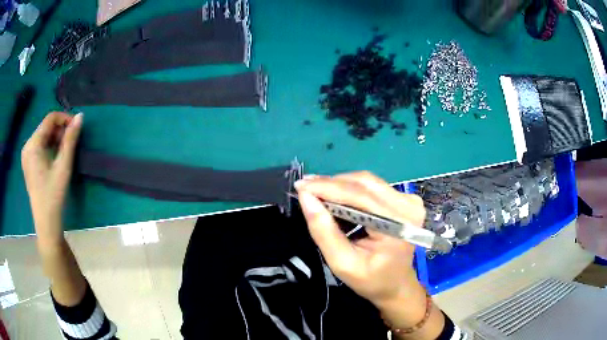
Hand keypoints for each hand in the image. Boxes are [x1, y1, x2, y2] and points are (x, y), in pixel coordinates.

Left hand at [22, 112, 82, 243]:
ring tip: (65, 151)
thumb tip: (81, 116)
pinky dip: (49, 147)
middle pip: (45, 127)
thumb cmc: (54, 195)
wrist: (46, 222)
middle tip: (71, 142)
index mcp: (33, 144)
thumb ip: (70, 139)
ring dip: (55, 139)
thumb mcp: (63, 165)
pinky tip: (55, 157)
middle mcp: (27, 146)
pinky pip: (39, 146)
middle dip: (60, 130)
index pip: (50, 119)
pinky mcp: (28, 163)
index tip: (76, 128)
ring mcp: (26, 155)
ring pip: (43, 137)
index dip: (64, 119)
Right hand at [295, 171, 425, 308]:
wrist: (396, 284)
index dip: (327, 187)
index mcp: (398, 224)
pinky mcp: (404, 199)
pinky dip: (351, 190)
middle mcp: (407, 205)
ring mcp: (408, 200)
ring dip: (339, 185)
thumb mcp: (342, 263)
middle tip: (305, 189)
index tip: (301, 186)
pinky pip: (372, 187)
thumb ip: (324, 231)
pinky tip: (336, 199)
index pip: (359, 195)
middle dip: (331, 184)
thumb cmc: (371, 280)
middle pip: (364, 183)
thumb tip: (306, 197)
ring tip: (316, 193)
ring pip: (367, 182)